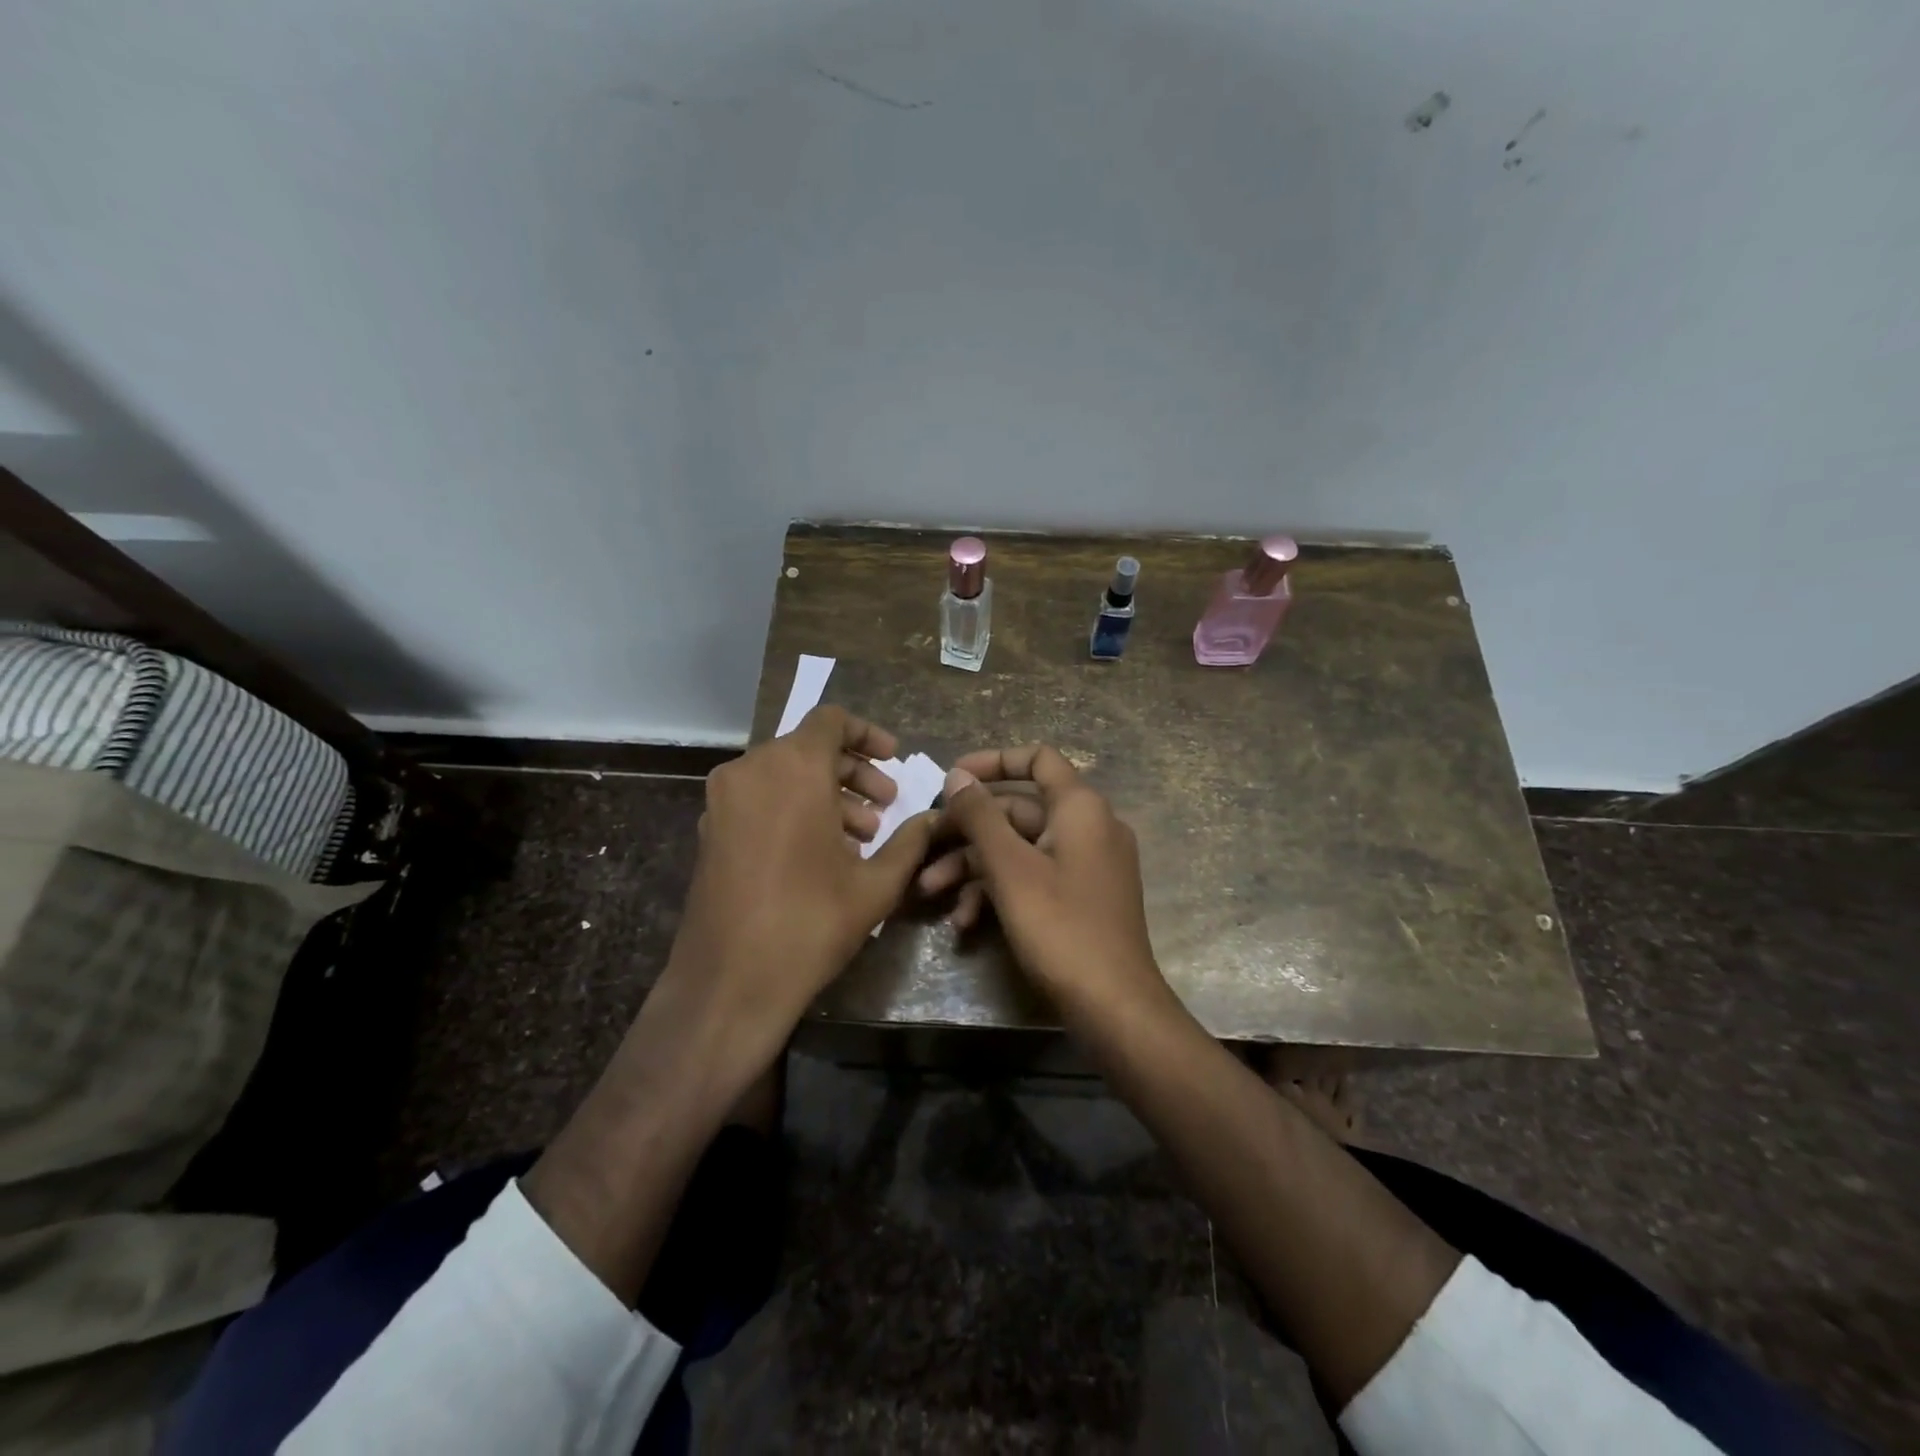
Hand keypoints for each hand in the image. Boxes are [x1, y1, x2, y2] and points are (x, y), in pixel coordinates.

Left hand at [662, 705, 938, 1062]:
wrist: (728, 982)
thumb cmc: (810, 923)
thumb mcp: (876, 884)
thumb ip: (910, 841)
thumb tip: (935, 818)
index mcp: (792, 768)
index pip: (832, 721)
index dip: (868, 734)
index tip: (894, 760)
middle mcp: (751, 770)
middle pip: (809, 748)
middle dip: (853, 772)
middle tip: (886, 806)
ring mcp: (724, 800)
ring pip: (783, 774)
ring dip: (826, 793)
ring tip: (861, 836)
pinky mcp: (711, 829)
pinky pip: (760, 798)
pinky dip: (794, 808)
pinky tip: (822, 853)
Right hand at [928, 744, 1174, 1018]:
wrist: (1113, 1006)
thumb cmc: (1061, 928)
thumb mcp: (1010, 869)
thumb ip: (981, 816)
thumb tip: (957, 776)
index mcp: (1080, 808)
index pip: (1038, 759)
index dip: (993, 761)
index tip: (952, 778)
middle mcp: (1088, 827)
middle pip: (1018, 809)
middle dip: (967, 832)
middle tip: (925, 849)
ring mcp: (1086, 864)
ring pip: (1019, 848)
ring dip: (974, 867)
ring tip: (931, 893)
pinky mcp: (1080, 897)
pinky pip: (1034, 877)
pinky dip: (999, 891)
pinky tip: (965, 922)